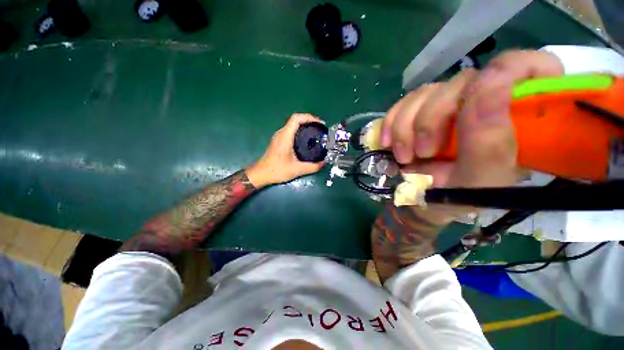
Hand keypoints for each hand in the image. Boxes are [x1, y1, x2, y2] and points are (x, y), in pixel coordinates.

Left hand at [246, 114, 324, 187]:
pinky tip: (306, 140)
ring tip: (315, 133)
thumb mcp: (297, 170)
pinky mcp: (279, 140)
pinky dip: (300, 131)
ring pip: (293, 125)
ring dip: (304, 126)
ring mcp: (279, 136)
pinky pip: (291, 130)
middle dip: (309, 121)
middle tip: (320, 129)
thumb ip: (312, 167)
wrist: (261, 174)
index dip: (309, 117)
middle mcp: (281, 133)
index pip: (296, 118)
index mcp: (285, 136)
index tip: (319, 123)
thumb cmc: (277, 170)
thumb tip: (323, 163)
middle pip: (296, 120)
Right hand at [381, 50, 563, 219]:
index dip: (510, 71)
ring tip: (404, 157)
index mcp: (520, 120)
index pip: (535, 67)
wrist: (421, 199)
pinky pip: (403, 103)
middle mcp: (487, 103)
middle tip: (423, 152)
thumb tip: (491, 82)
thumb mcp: (478, 181)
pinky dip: (391, 123)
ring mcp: (450, 104)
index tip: (478, 98)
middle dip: (431, 119)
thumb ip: (491, 142)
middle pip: (463, 81)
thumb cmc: (457, 197)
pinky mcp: (421, 109)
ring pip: (426, 92)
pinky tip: (388, 143)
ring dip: (405, 127)